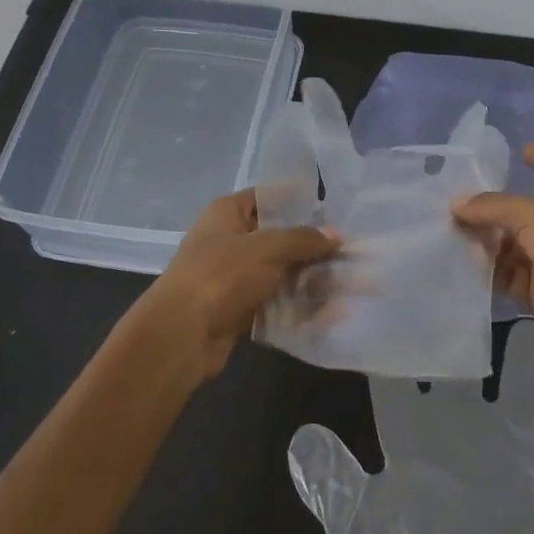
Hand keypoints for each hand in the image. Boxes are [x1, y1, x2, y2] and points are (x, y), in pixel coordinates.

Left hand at [127, 189, 337, 379]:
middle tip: (351, 253)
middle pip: (279, 237)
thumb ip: (304, 239)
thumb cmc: (221, 276)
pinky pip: (276, 300)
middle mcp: (229, 240)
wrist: (181, 335)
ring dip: (311, 279)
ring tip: (350, 286)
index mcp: (227, 213)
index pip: (268, 197)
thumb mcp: (267, 248)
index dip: (299, 201)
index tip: (334, 209)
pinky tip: (331, 313)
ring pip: (281, 271)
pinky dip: (299, 305)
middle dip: (314, 247)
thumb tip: (335, 235)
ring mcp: (233, 276)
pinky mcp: (239, 307)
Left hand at [288, 320, 533, 533]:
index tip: (403, 296)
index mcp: (412, 434)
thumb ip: (333, 480)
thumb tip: (302, 435)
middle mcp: (459, 429)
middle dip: (471, 332)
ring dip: (530, 367)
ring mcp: (504, 452)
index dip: (401, 338)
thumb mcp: (355, 526)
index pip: (405, 374)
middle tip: (476, 286)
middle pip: (468, 367)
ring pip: (522, 394)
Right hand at [453, 143, 533, 373]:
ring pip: (515, 248)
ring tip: (453, 233)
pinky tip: (464, 265)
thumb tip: (456, 204)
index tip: (525, 148)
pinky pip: (510, 279)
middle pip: (527, 216)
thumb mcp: (533, 216)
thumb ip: (494, 207)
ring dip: (489, 243)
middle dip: (497, 211)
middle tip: (462, 203)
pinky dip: (490, 273)